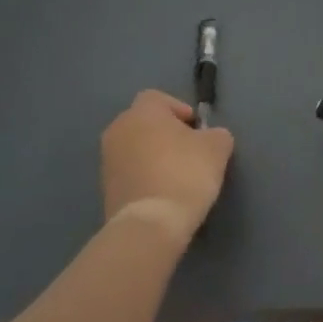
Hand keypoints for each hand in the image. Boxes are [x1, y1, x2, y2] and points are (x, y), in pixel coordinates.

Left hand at [100, 90, 234, 245]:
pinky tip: (164, 194)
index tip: (197, 130)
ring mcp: (107, 161)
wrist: (151, 224)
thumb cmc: (185, 173)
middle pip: (144, 123)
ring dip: (153, 156)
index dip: (179, 109)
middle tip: (189, 152)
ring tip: (177, 176)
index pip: (158, 98)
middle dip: (165, 133)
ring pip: (135, 148)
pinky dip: (144, 177)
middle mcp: (118, 130)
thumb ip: (216, 134)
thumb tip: (211, 137)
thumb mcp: (217, 148)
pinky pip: (129, 173)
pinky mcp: (105, 189)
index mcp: (142, 112)